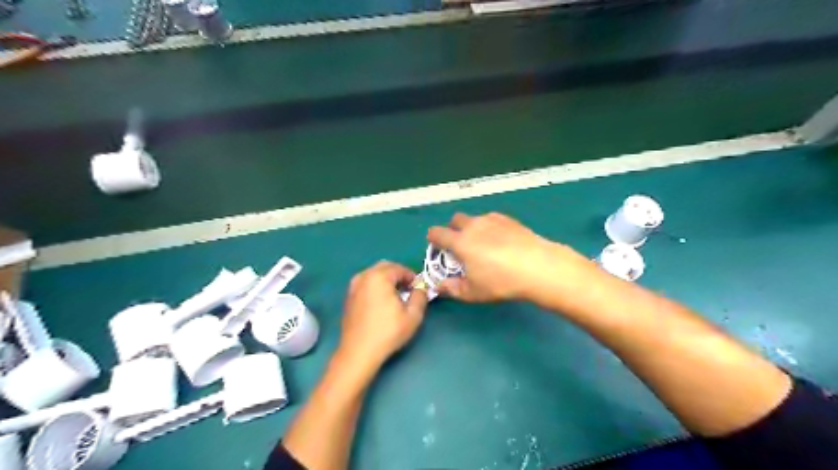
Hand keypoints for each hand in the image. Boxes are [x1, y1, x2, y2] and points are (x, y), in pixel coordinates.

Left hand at [338, 263, 427, 369]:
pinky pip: (366, 284)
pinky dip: (376, 287)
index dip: (412, 277)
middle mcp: (363, 276)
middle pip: (385, 267)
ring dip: (387, 280)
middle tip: (408, 289)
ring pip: (374, 275)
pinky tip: (382, 303)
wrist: (359, 352)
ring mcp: (353, 287)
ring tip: (396, 296)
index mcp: (379, 276)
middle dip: (399, 275)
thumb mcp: (413, 315)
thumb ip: (420, 296)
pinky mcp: (349, 297)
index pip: (400, 268)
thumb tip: (421, 288)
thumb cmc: (388, 332)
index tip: (419, 289)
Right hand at [429, 212, 583, 301]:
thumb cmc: (500, 282)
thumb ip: (452, 288)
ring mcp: (492, 220)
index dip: (433, 239)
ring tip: (484, 245)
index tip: (437, 247)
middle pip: (455, 219)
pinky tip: (501, 241)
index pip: (436, 233)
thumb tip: (439, 286)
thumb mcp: (473, 292)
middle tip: (461, 246)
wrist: (537, 266)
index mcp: (460, 242)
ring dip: (473, 228)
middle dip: (453, 229)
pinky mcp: (509, 220)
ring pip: (475, 218)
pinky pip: (492, 219)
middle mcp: (473, 226)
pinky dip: (490, 227)